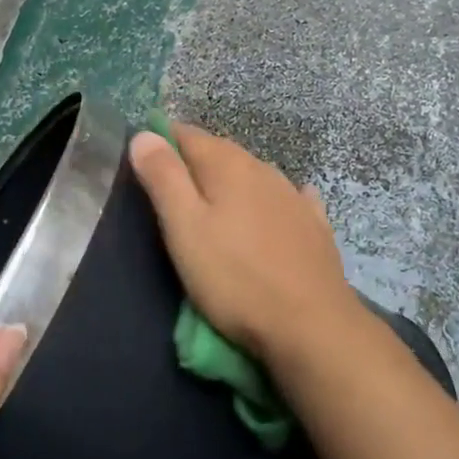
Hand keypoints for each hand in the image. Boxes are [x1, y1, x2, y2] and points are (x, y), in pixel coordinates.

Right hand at [129, 122, 360, 363]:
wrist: (311, 324)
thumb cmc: (234, 277)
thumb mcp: (184, 228)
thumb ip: (164, 177)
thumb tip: (144, 134)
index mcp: (228, 164)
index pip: (187, 134)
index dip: (162, 142)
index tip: (143, 163)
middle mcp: (263, 169)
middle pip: (221, 152)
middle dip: (195, 163)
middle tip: (171, 191)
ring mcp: (293, 196)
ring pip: (253, 175)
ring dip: (232, 182)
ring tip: (214, 206)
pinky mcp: (315, 225)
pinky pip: (289, 199)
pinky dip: (272, 200)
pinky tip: (276, 207)